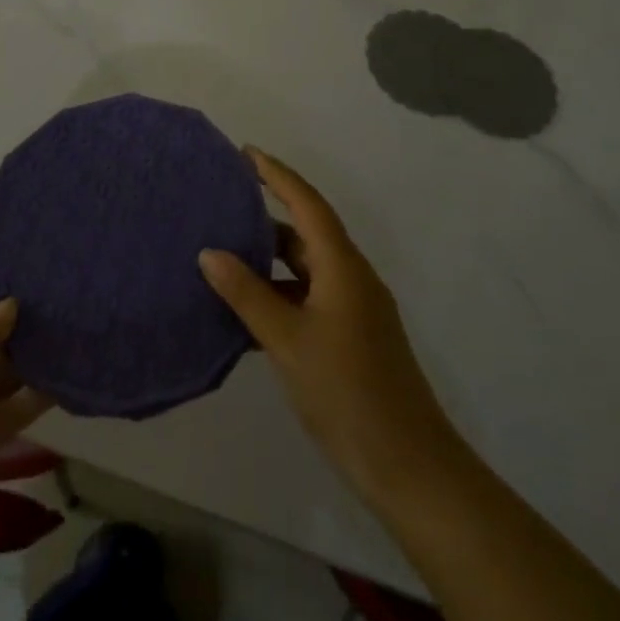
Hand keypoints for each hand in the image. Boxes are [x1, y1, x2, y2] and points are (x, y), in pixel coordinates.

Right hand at [199, 149, 462, 511]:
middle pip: (307, 232)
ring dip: (270, 259)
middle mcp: (352, 277)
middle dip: (267, 215)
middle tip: (223, 204)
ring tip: (225, 254)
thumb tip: (210, 252)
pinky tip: (247, 311)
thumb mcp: (288, 340)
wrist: (409, 467)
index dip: (277, 174)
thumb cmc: (347, 392)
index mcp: (342, 266)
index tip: (245, 153)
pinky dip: (280, 294)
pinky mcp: (353, 338)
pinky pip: (310, 297)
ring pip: (307, 268)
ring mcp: (355, 309)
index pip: (307, 203)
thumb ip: (247, 294)